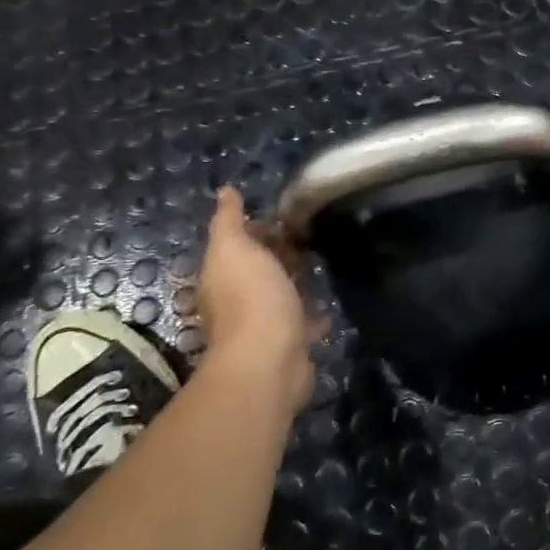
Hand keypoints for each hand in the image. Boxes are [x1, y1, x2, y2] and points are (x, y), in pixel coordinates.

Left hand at [193, 187, 317, 414]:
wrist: (270, 359)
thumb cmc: (251, 297)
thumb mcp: (234, 248)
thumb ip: (228, 220)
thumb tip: (226, 190)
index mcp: (222, 275)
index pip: (238, 243)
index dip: (259, 227)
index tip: (289, 215)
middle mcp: (237, 300)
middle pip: (259, 269)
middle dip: (280, 253)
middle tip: (312, 235)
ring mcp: (263, 325)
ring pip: (280, 296)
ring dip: (295, 283)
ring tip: (322, 265)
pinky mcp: (288, 344)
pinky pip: (301, 323)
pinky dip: (312, 314)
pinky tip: (328, 306)